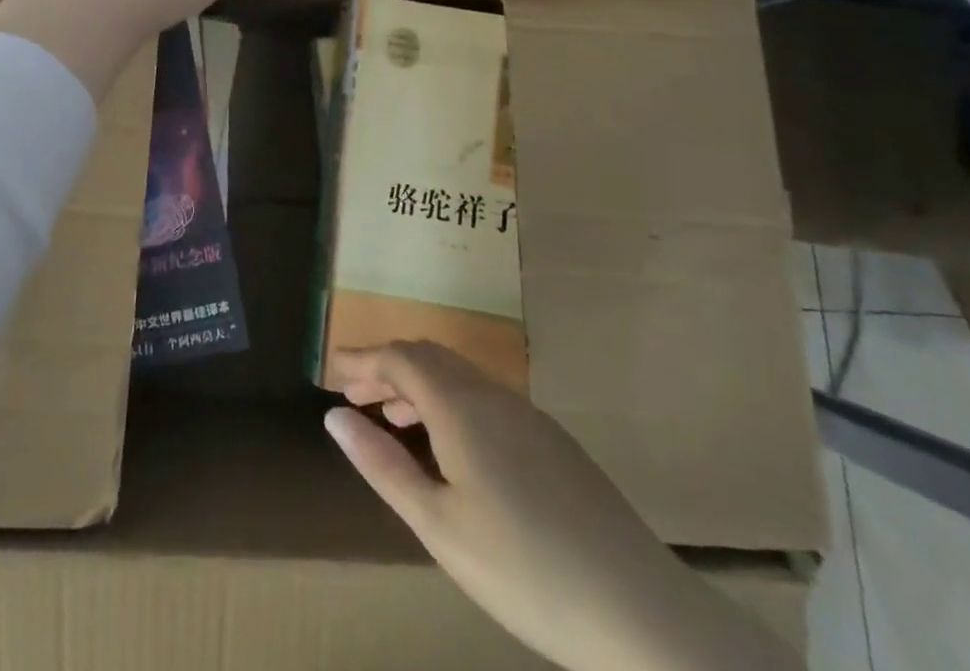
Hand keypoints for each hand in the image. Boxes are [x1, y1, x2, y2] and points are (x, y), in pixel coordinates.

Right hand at [325, 342, 797, 670]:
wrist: (640, 612)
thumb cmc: (524, 571)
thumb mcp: (438, 525)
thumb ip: (383, 464)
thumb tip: (334, 416)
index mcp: (461, 406)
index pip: (400, 357)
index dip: (361, 358)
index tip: (329, 371)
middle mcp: (492, 394)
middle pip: (429, 357)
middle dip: (387, 367)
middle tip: (355, 394)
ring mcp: (528, 415)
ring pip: (459, 376)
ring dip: (419, 385)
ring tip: (392, 418)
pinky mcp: (553, 440)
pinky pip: (485, 397)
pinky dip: (450, 402)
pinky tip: (450, 447)